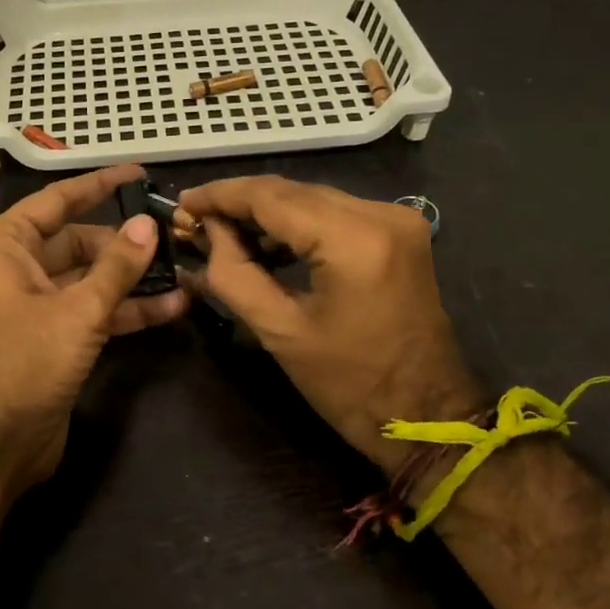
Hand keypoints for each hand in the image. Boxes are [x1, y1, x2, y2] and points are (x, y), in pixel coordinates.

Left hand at [0, 164, 187, 492]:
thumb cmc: (23, 364)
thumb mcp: (77, 311)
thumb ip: (117, 267)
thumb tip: (148, 224)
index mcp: (6, 245)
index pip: (58, 200)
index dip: (100, 184)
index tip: (139, 173)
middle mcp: (18, 267)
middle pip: (80, 240)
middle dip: (127, 242)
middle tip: (176, 235)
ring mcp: (37, 304)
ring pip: (92, 277)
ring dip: (134, 278)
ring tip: (185, 269)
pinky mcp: (54, 337)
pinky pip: (93, 310)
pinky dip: (127, 310)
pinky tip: (172, 307)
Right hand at [179, 176, 488, 484]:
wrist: (427, 417)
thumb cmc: (350, 385)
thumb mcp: (280, 331)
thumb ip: (234, 273)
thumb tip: (206, 233)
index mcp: (353, 239)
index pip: (271, 196)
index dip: (220, 195)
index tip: (182, 202)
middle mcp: (380, 213)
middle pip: (292, 191)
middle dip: (239, 203)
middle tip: (194, 221)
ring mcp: (395, 219)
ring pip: (312, 198)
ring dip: (266, 213)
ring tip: (222, 234)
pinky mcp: (399, 232)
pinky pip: (334, 214)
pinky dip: (297, 224)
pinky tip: (265, 243)